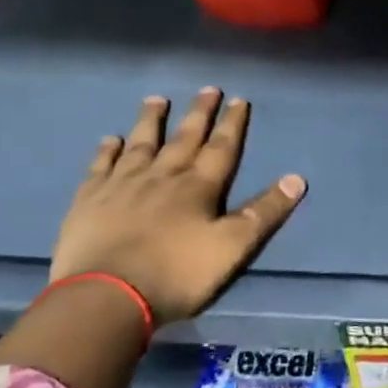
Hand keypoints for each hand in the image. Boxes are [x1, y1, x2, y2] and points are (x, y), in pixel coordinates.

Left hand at [50, 89, 305, 323]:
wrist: (106, 297)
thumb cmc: (177, 274)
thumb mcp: (233, 247)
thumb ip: (264, 212)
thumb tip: (297, 179)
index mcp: (199, 187)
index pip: (221, 148)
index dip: (232, 124)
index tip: (238, 100)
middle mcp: (162, 176)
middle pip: (184, 138)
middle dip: (199, 114)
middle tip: (207, 90)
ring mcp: (121, 185)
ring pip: (141, 144)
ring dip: (151, 121)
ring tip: (157, 100)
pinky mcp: (89, 201)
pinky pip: (101, 166)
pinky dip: (108, 150)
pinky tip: (111, 140)